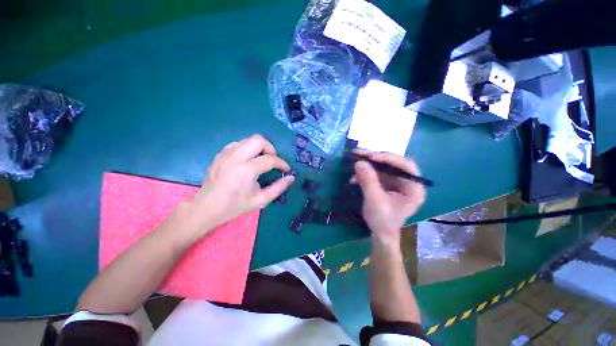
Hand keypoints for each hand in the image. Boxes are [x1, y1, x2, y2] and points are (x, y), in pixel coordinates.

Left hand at [182, 134, 293, 232]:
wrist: (206, 208)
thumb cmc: (235, 206)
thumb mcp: (261, 200)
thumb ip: (279, 188)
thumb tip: (291, 177)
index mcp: (247, 170)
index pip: (271, 159)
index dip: (282, 163)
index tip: (286, 169)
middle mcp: (236, 157)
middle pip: (259, 140)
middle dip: (270, 148)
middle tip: (272, 161)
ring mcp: (226, 154)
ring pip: (248, 139)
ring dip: (259, 148)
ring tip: (261, 160)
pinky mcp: (220, 154)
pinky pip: (238, 144)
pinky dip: (247, 149)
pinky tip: (248, 160)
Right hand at [352, 150, 425, 245]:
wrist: (380, 234)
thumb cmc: (382, 221)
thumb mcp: (374, 200)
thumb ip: (368, 180)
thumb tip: (359, 162)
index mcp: (414, 188)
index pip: (406, 166)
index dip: (389, 158)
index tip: (371, 156)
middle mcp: (408, 182)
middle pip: (394, 164)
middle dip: (375, 160)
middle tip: (359, 155)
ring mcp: (397, 183)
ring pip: (384, 167)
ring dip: (368, 167)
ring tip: (354, 166)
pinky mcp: (388, 185)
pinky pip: (377, 174)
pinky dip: (366, 174)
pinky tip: (355, 178)